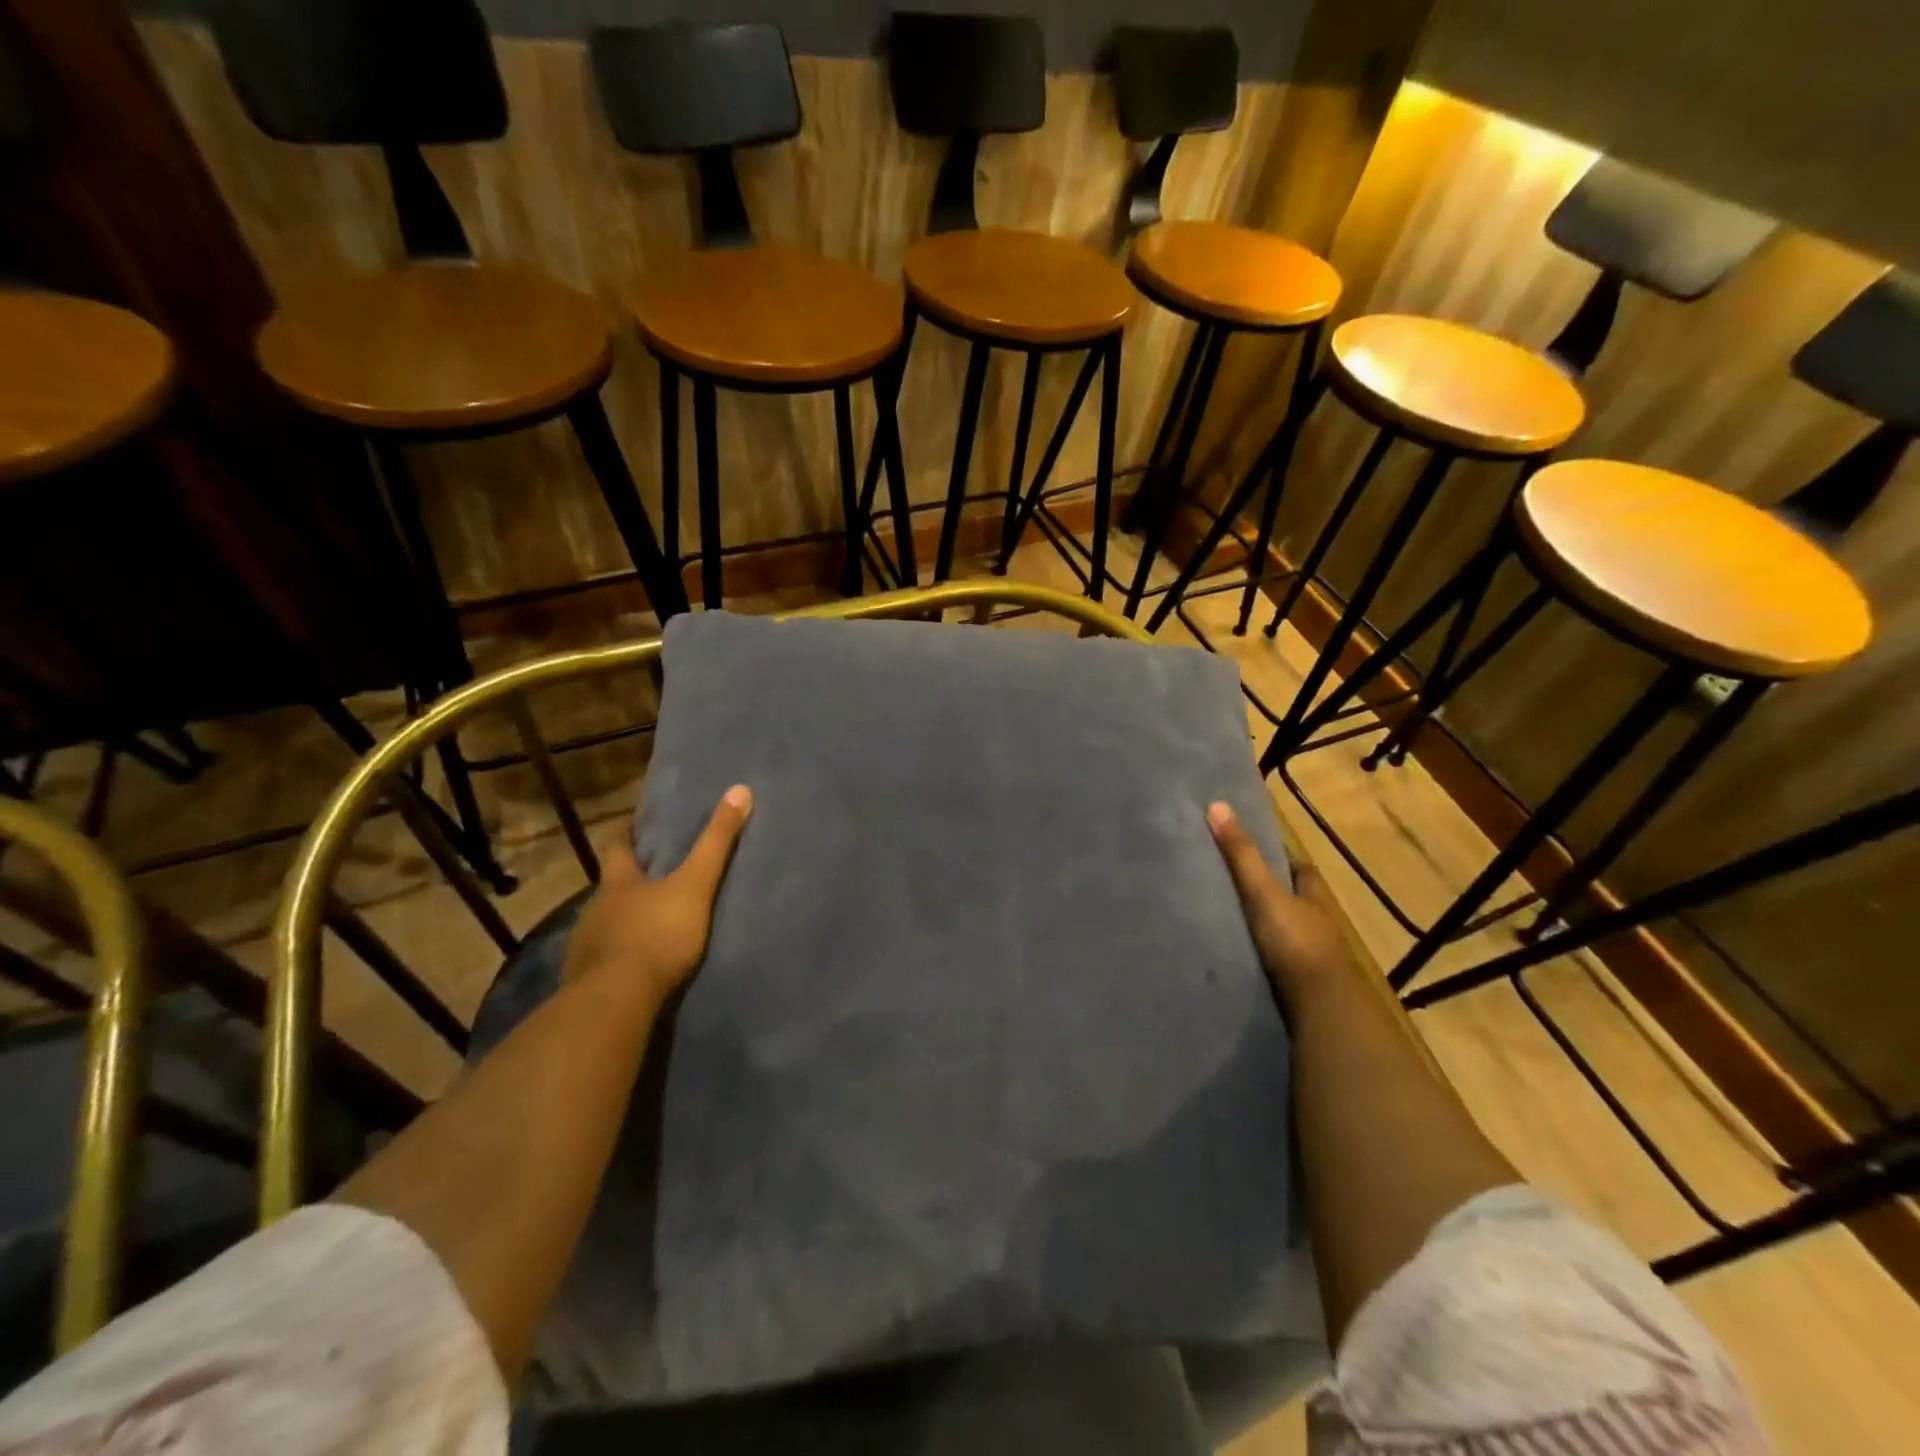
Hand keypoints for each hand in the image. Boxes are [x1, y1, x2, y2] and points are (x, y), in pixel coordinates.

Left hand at [563, 785, 752, 1006]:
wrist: (616, 1000)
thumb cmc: (656, 934)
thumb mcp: (695, 885)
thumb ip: (716, 843)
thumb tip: (740, 790)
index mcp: (617, 882)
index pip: (617, 847)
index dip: (626, 832)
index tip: (634, 823)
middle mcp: (595, 908)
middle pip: (610, 886)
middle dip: (629, 879)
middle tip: (653, 873)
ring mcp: (587, 946)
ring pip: (607, 922)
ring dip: (625, 918)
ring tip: (650, 920)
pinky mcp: (586, 980)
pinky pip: (604, 958)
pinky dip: (620, 954)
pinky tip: (636, 962)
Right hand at [1207, 801, 1355, 1006]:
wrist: (1319, 1008)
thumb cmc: (1296, 942)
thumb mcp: (1264, 893)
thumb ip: (1240, 855)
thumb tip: (1216, 805)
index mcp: (1315, 894)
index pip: (1296, 867)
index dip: (1275, 856)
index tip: (1245, 847)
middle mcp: (1317, 920)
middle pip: (1289, 897)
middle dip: (1266, 889)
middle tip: (1226, 879)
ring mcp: (1309, 953)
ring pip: (1282, 927)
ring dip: (1260, 922)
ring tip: (1221, 914)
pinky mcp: (1297, 981)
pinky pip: (1273, 956)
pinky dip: (1256, 950)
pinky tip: (1232, 949)